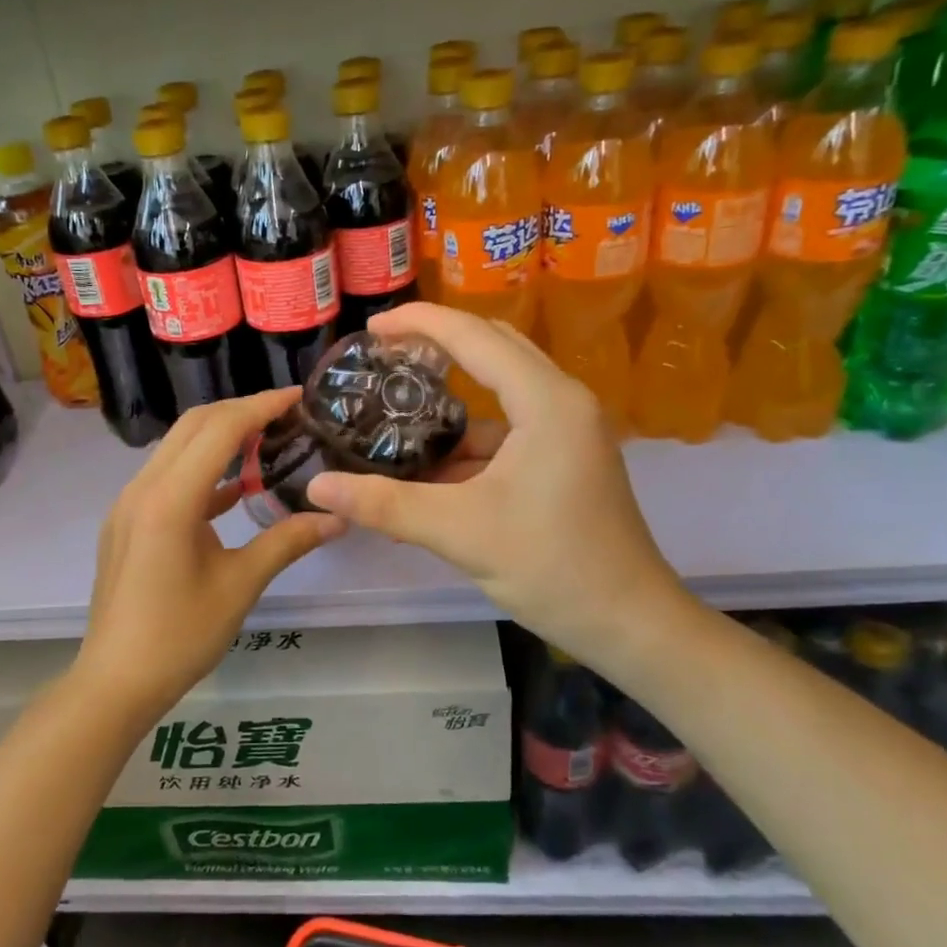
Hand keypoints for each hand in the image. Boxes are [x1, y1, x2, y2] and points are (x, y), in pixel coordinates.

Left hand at [76, 388, 344, 717]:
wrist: (115, 680)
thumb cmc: (180, 635)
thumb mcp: (240, 585)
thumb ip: (288, 541)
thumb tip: (337, 518)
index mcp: (170, 499)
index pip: (219, 429)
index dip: (261, 406)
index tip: (297, 396)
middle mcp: (143, 488)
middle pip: (193, 426)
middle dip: (240, 411)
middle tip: (286, 414)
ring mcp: (129, 504)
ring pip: (178, 448)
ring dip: (219, 436)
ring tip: (267, 440)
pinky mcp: (127, 521)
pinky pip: (168, 477)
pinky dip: (203, 470)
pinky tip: (236, 487)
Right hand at [305, 303, 694, 673]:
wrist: (629, 623)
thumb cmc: (553, 567)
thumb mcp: (460, 532)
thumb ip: (385, 504)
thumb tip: (317, 487)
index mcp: (547, 402)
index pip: (475, 337)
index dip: (419, 323)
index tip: (371, 328)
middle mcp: (563, 402)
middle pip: (492, 350)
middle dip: (436, 346)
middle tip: (382, 355)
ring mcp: (568, 430)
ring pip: (501, 394)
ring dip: (451, 403)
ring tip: (396, 413)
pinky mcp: (566, 458)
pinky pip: (508, 431)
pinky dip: (469, 442)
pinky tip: (430, 470)